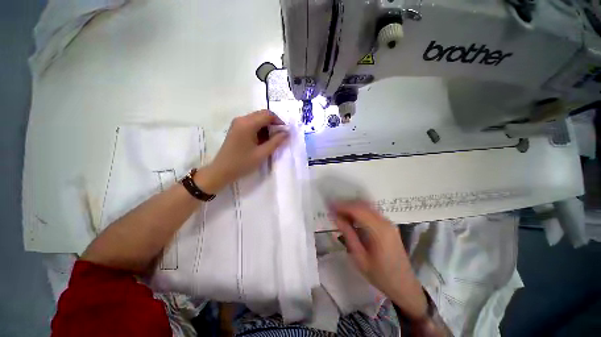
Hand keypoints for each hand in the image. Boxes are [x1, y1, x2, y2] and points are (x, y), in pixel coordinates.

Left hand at [196, 110, 287, 193]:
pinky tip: (262, 140)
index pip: (268, 115)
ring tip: (271, 140)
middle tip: (280, 136)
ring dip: (267, 126)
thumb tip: (287, 133)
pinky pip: (251, 123)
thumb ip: (276, 142)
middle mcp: (242, 119)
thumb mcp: (262, 153)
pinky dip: (260, 129)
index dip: (279, 121)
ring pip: (257, 118)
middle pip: (262, 114)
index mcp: (248, 124)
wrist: (221, 171)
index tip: (285, 132)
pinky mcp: (236, 128)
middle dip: (273, 123)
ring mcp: (237, 123)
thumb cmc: (242, 163)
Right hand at [331, 200, 427, 320]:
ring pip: (366, 206)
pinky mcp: (388, 225)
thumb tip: (336, 217)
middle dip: (345, 204)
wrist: (404, 285)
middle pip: (362, 205)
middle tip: (332, 208)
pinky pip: (371, 212)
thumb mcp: (360, 258)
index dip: (342, 206)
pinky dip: (359, 211)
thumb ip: (348, 235)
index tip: (329, 206)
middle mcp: (385, 222)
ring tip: (338, 212)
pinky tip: (350, 217)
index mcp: (379, 231)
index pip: (358, 210)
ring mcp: (388, 222)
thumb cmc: (380, 276)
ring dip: (351, 207)